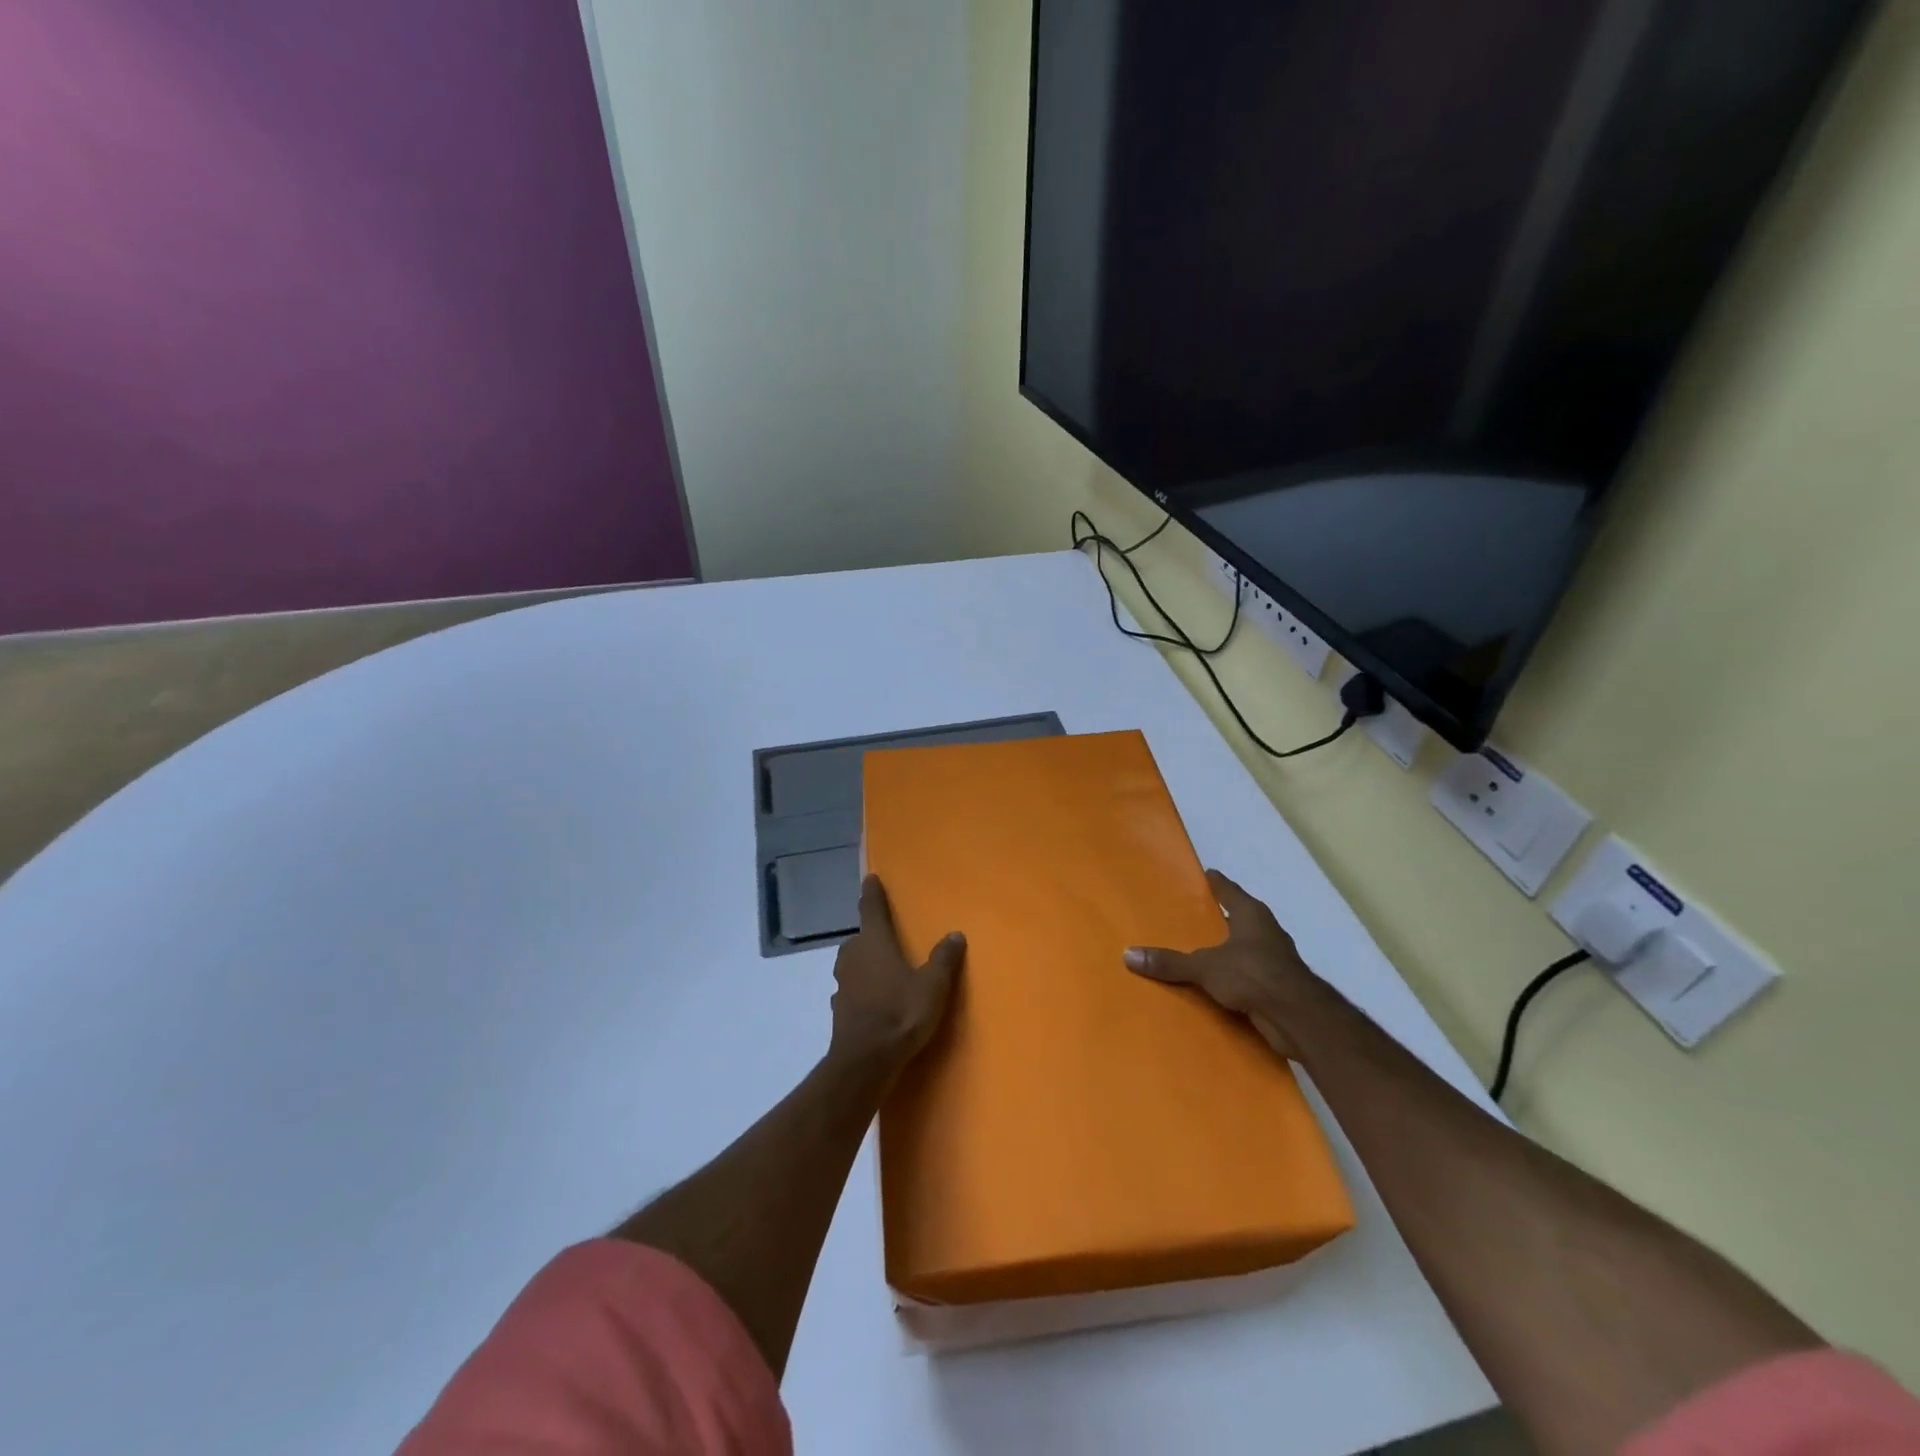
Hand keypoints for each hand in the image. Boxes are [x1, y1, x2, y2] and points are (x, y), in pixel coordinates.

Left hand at [828, 875, 963, 1074]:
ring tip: (881, 969)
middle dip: (870, 935)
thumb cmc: (901, 1013)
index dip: (872, 893)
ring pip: (852, 964)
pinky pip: (850, 989)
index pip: (872, 909)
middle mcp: (853, 957)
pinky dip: (860, 989)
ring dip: (863, 963)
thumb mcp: (933, 985)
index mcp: (874, 943)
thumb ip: (943, 959)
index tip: (870, 878)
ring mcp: (842, 984)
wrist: (866, 1061)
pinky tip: (872, 1000)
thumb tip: (955, 934)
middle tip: (885, 937)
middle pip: (859, 938)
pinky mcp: (839, 1009)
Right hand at [1124, 870, 1315, 1059]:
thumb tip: (1128, 954)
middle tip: (1191, 915)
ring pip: (1245, 947)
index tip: (1203, 875)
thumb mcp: (1204, 966)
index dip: (1215, 883)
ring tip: (1198, 951)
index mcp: (1251, 915)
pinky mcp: (1277, 985)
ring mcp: (1275, 959)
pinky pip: (1248, 974)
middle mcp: (1266, 931)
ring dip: (1227, 949)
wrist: (1297, 1017)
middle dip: (1219, 918)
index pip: (1229, 890)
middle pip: (1239, 918)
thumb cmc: (1252, 974)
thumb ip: (1170, 962)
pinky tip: (1215, 984)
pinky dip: (1234, 976)